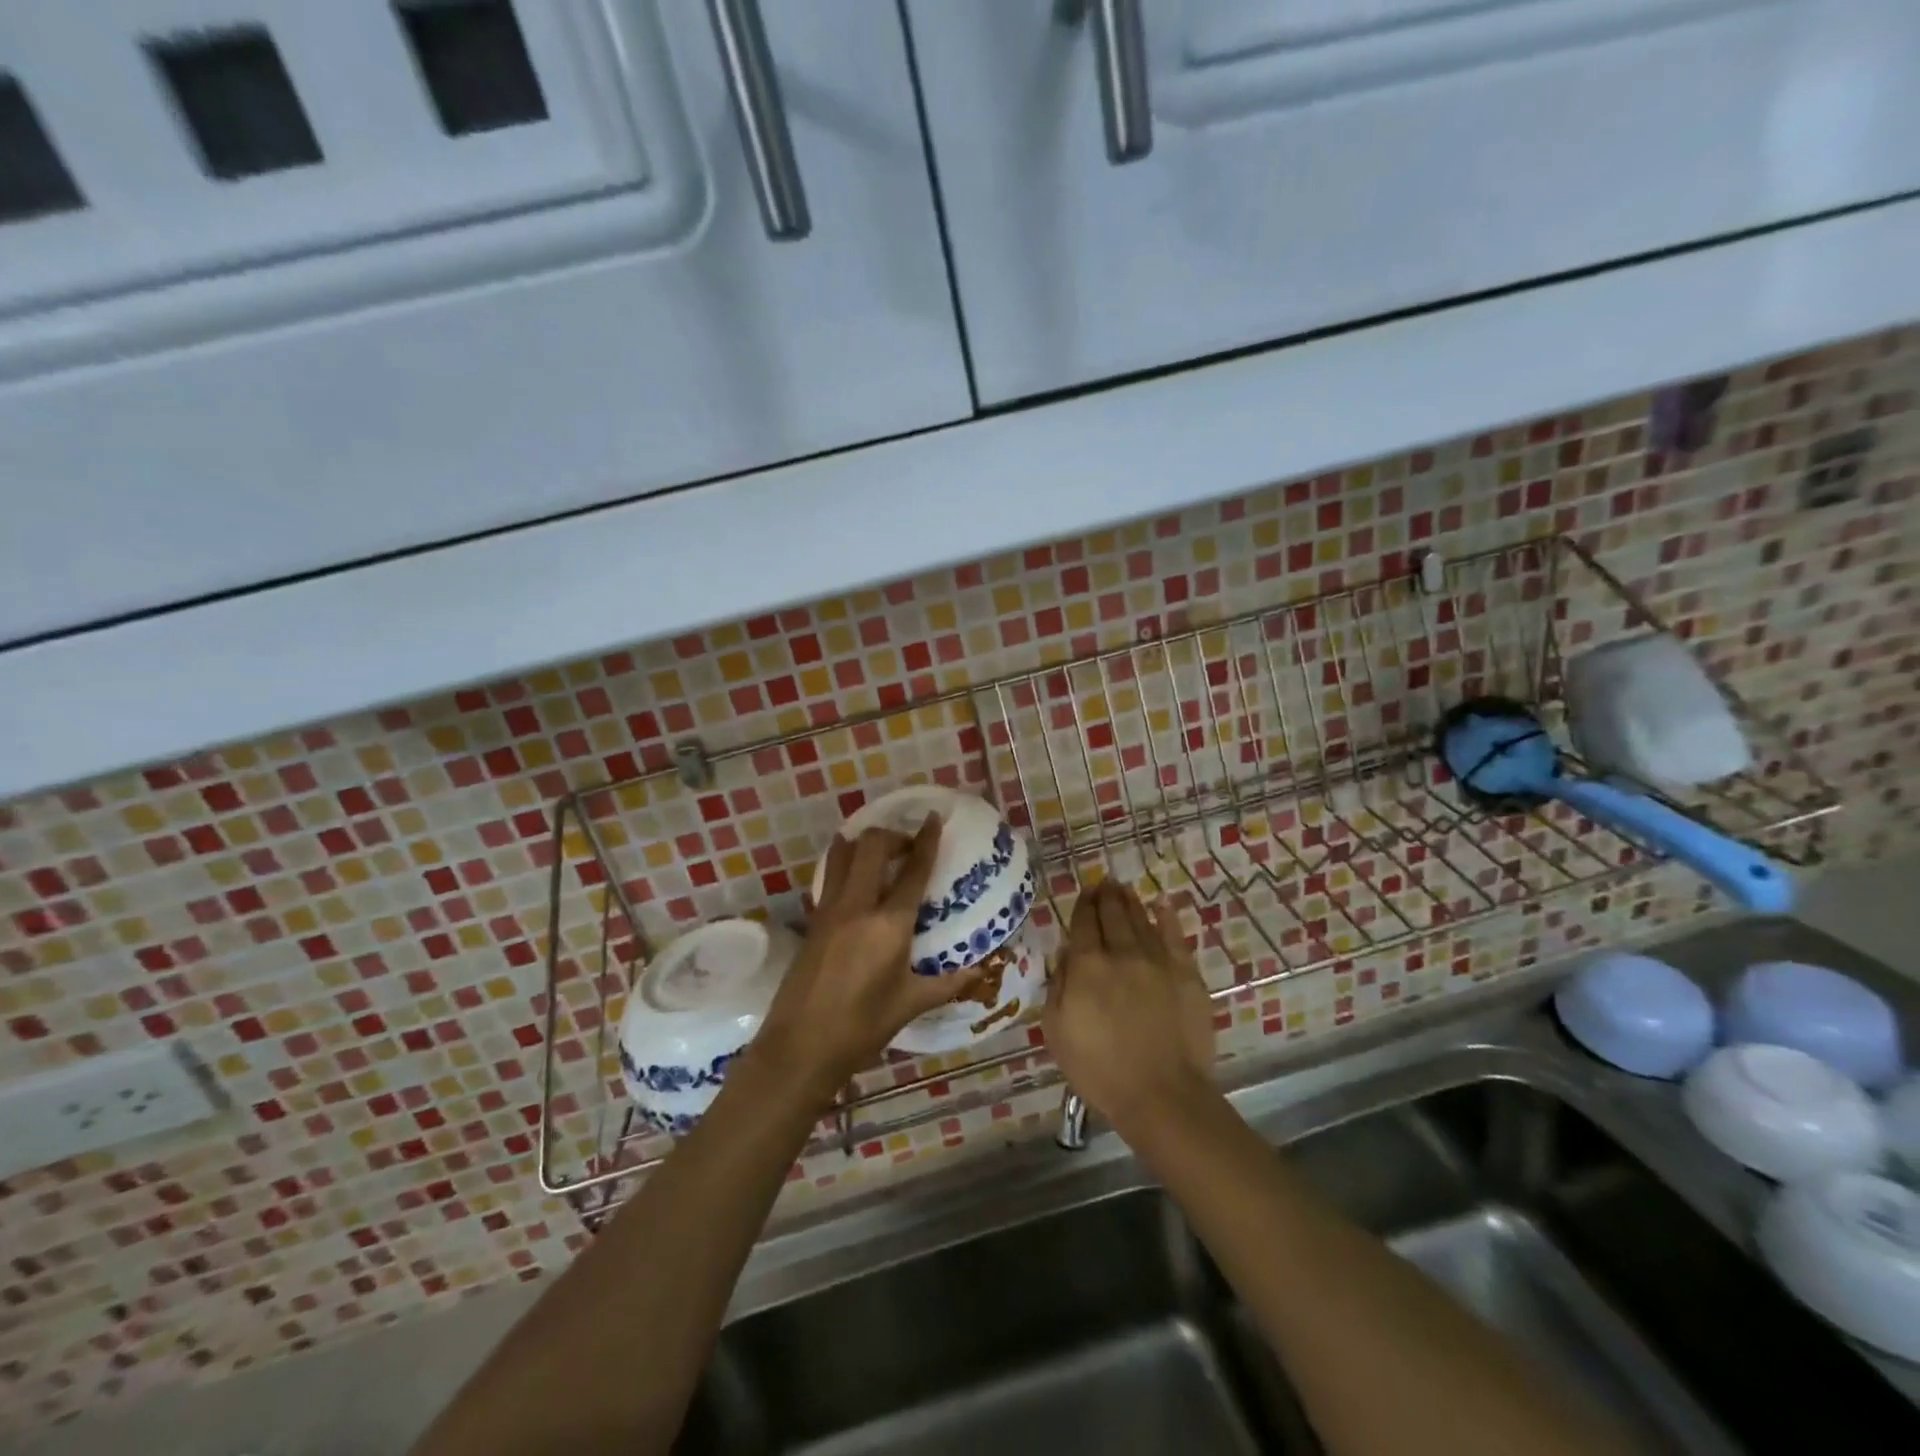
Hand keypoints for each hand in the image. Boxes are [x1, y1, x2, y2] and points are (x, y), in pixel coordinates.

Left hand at [751, 817, 984, 1107]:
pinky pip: (831, 877)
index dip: (925, 839)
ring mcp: (830, 910)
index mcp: (889, 924)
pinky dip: (845, 864)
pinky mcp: (813, 921)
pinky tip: (856, 879)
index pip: (912, 869)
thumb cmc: (862, 1027)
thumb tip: (982, 973)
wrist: (801, 1047)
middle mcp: (858, 906)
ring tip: (881, 852)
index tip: (933, 818)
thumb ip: (948, 983)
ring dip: (864, 843)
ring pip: (844, 854)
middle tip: (909, 847)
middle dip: (893, 835)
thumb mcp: (910, 1003)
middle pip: (873, 847)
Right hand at [1045, 879, 1214, 1137]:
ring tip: (1124, 889)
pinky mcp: (1187, 975)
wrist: (1162, 1095)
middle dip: (1106, 896)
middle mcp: (1122, 953)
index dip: (1083, 905)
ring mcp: (1158, 961)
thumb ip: (1057, 985)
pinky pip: (1175, 936)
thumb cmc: (1099, 1070)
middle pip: (1112, 915)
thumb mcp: (1057, 1031)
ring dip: (1131, 902)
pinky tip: (1163, 905)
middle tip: (1104, 883)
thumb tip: (1066, 955)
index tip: (1084, 892)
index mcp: (1087, 966)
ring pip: (1142, 920)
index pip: (1083, 924)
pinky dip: (1167, 918)